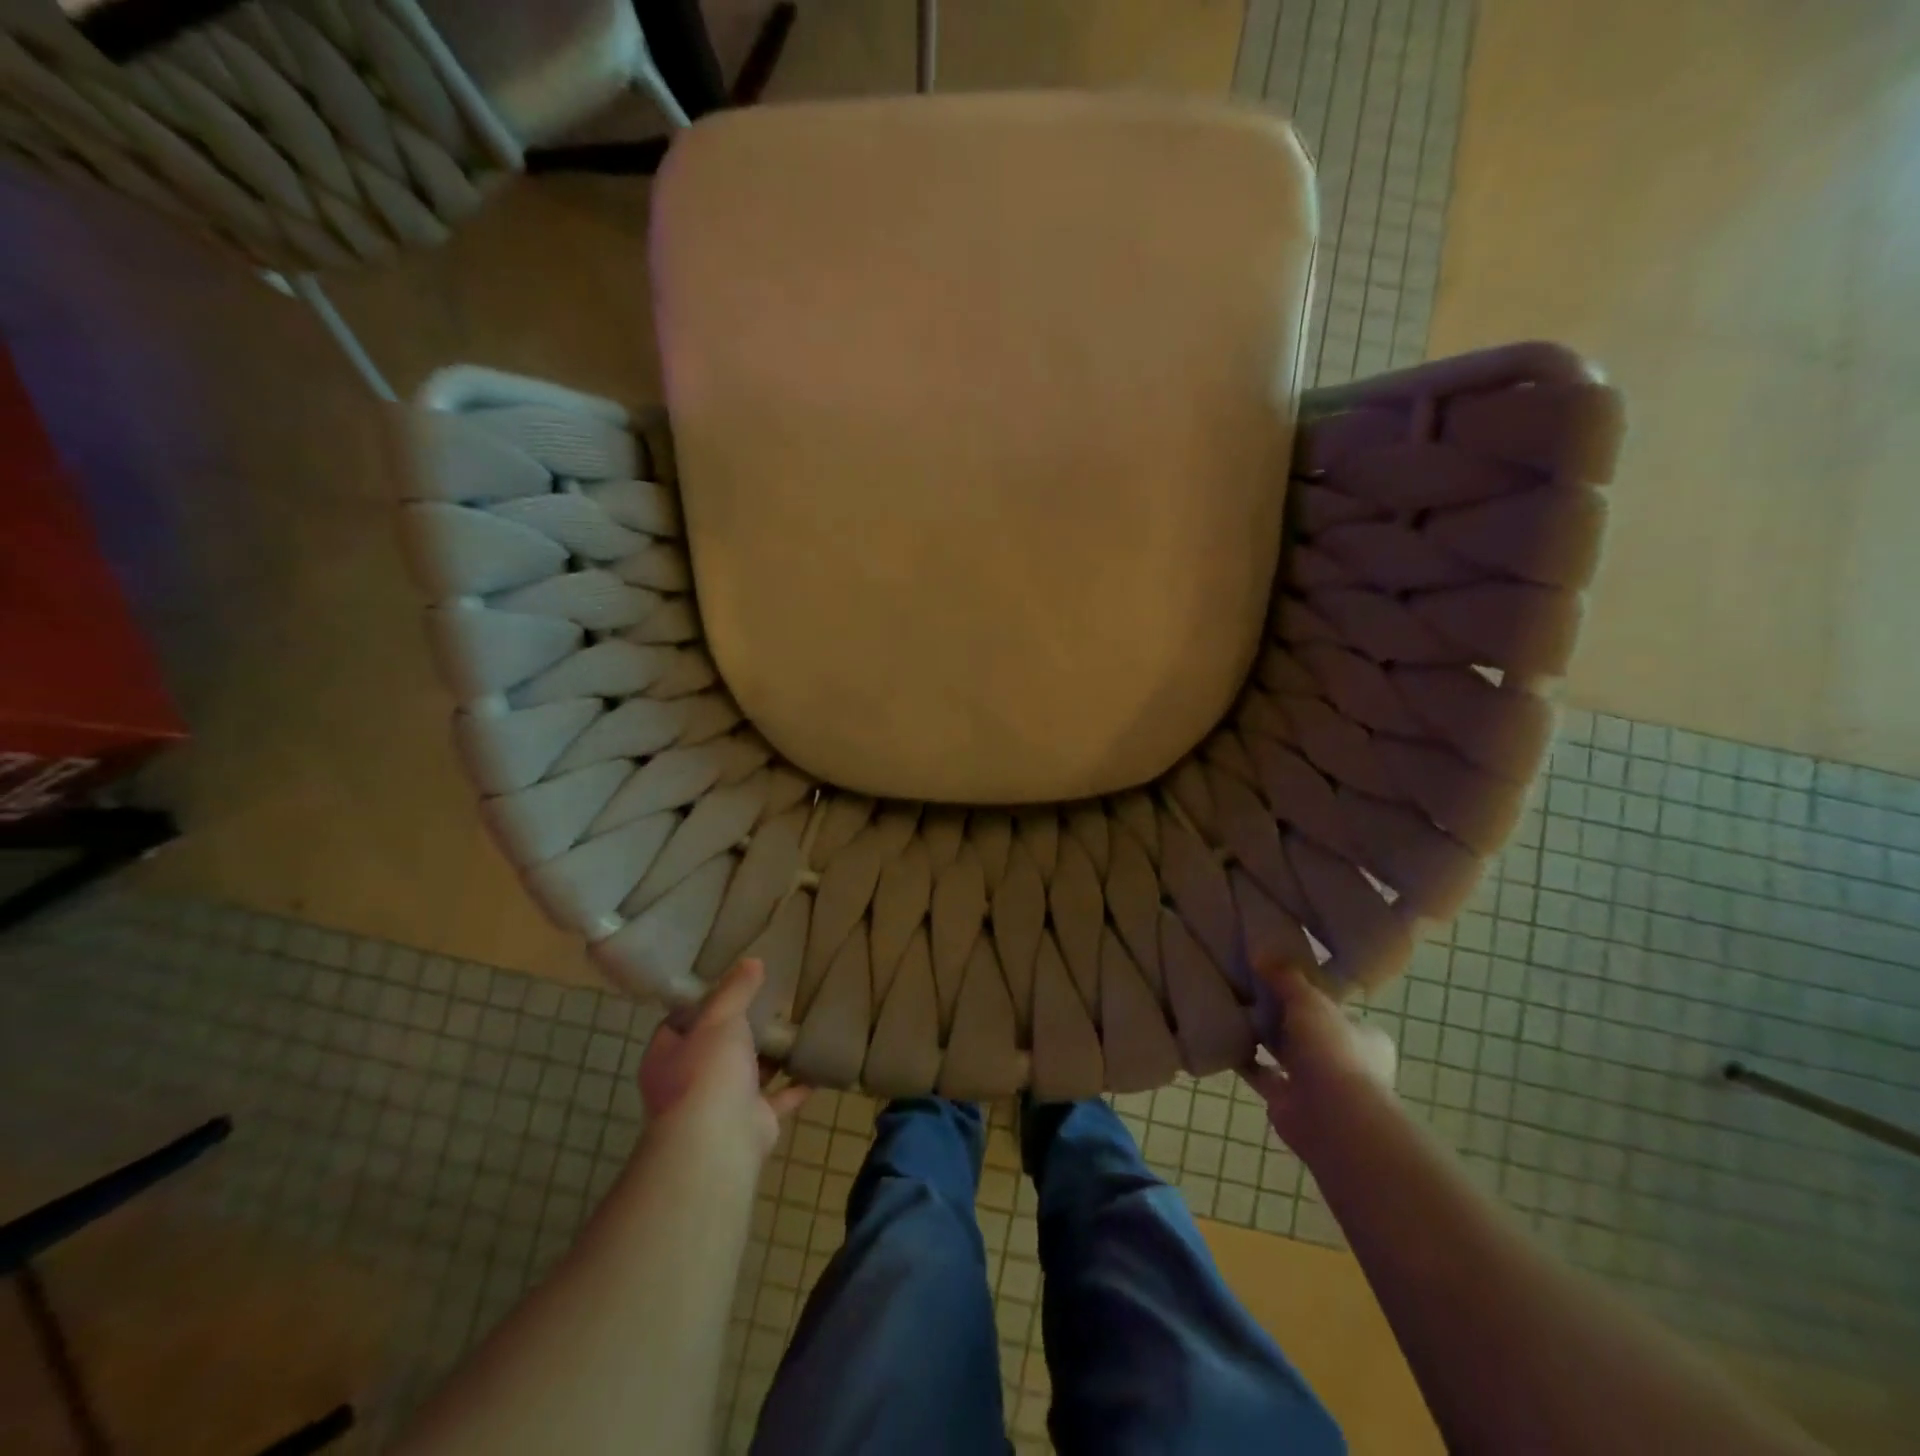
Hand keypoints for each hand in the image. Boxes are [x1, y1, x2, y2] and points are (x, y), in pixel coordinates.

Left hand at [638, 958, 807, 1160]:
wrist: (719, 1140)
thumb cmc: (707, 1071)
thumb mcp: (720, 1017)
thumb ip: (736, 990)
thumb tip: (752, 961)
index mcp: (667, 1058)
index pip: (677, 1025)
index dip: (700, 1005)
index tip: (727, 987)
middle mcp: (688, 1084)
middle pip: (714, 1050)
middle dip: (739, 1031)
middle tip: (767, 1004)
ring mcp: (719, 1107)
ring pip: (746, 1075)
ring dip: (768, 1058)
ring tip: (793, 1028)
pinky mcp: (751, 1124)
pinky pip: (776, 1099)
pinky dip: (794, 1086)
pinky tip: (815, 1067)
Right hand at [1241, 961, 1397, 1155]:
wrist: (1332, 1120)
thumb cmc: (1333, 1052)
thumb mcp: (1310, 1001)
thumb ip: (1286, 977)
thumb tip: (1261, 950)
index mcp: (1365, 1038)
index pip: (1337, 1010)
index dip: (1312, 995)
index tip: (1281, 977)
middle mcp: (1346, 1062)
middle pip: (1308, 1032)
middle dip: (1283, 1017)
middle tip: (1249, 988)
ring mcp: (1317, 1086)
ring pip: (1285, 1055)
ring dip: (1263, 1039)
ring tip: (1231, 1008)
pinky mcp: (1289, 1103)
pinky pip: (1262, 1075)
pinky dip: (1246, 1061)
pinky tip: (1223, 1039)